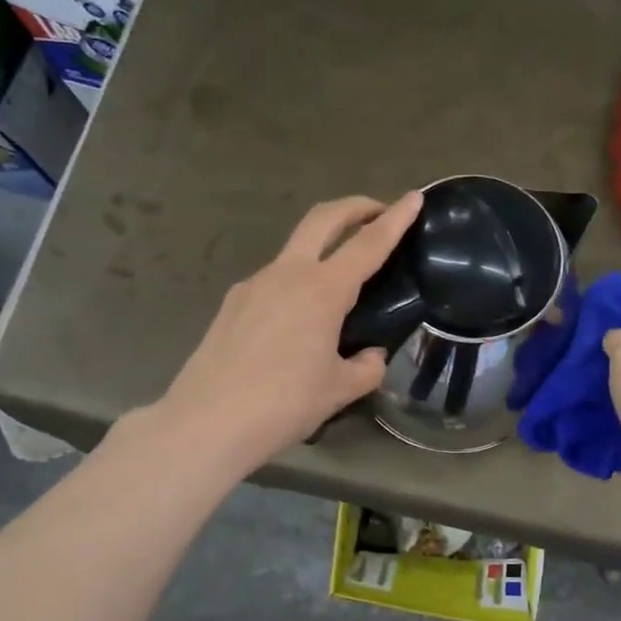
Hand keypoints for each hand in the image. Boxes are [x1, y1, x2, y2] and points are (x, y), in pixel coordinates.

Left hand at [157, 192, 423, 468]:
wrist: (206, 423)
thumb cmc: (283, 405)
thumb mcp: (339, 390)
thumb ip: (367, 367)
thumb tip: (371, 355)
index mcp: (322, 290)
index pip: (369, 243)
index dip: (396, 219)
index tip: (414, 197)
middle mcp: (287, 274)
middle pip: (324, 218)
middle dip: (354, 206)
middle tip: (377, 212)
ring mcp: (254, 284)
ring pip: (295, 248)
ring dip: (323, 244)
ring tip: (341, 278)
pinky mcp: (233, 303)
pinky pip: (274, 279)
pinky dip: (297, 279)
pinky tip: (299, 317)